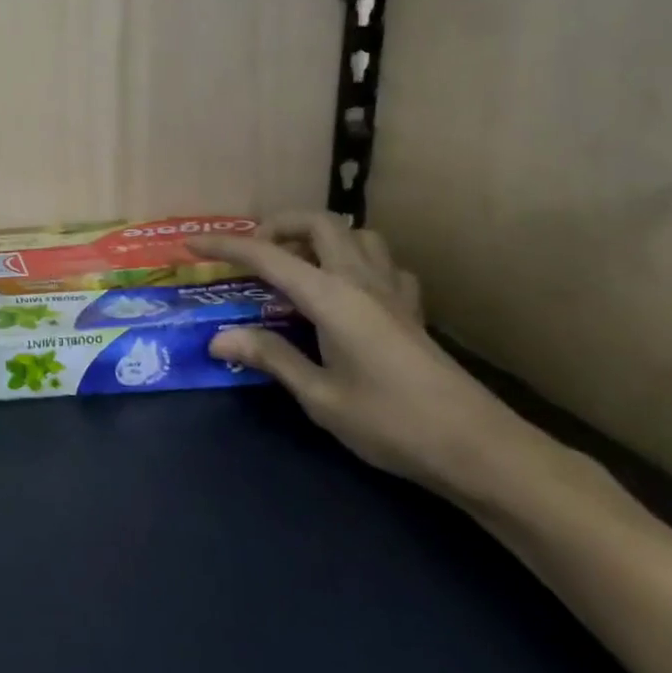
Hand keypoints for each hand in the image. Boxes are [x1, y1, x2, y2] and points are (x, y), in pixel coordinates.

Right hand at [193, 214, 542, 498]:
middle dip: (278, 225)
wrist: (479, 450)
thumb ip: (270, 357)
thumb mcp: (320, 396)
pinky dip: (359, 262)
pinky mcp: (413, 310)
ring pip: (357, 234)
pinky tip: (351, 291)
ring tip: (298, 265)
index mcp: (332, 297)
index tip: (192, 245)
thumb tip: (219, 338)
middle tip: (254, 253)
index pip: (267, 256)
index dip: (225, 246)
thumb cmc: (391, 423)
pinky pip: (385, 265)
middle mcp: (361, 280)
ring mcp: (393, 292)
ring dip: (321, 237)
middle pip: (319, 223)